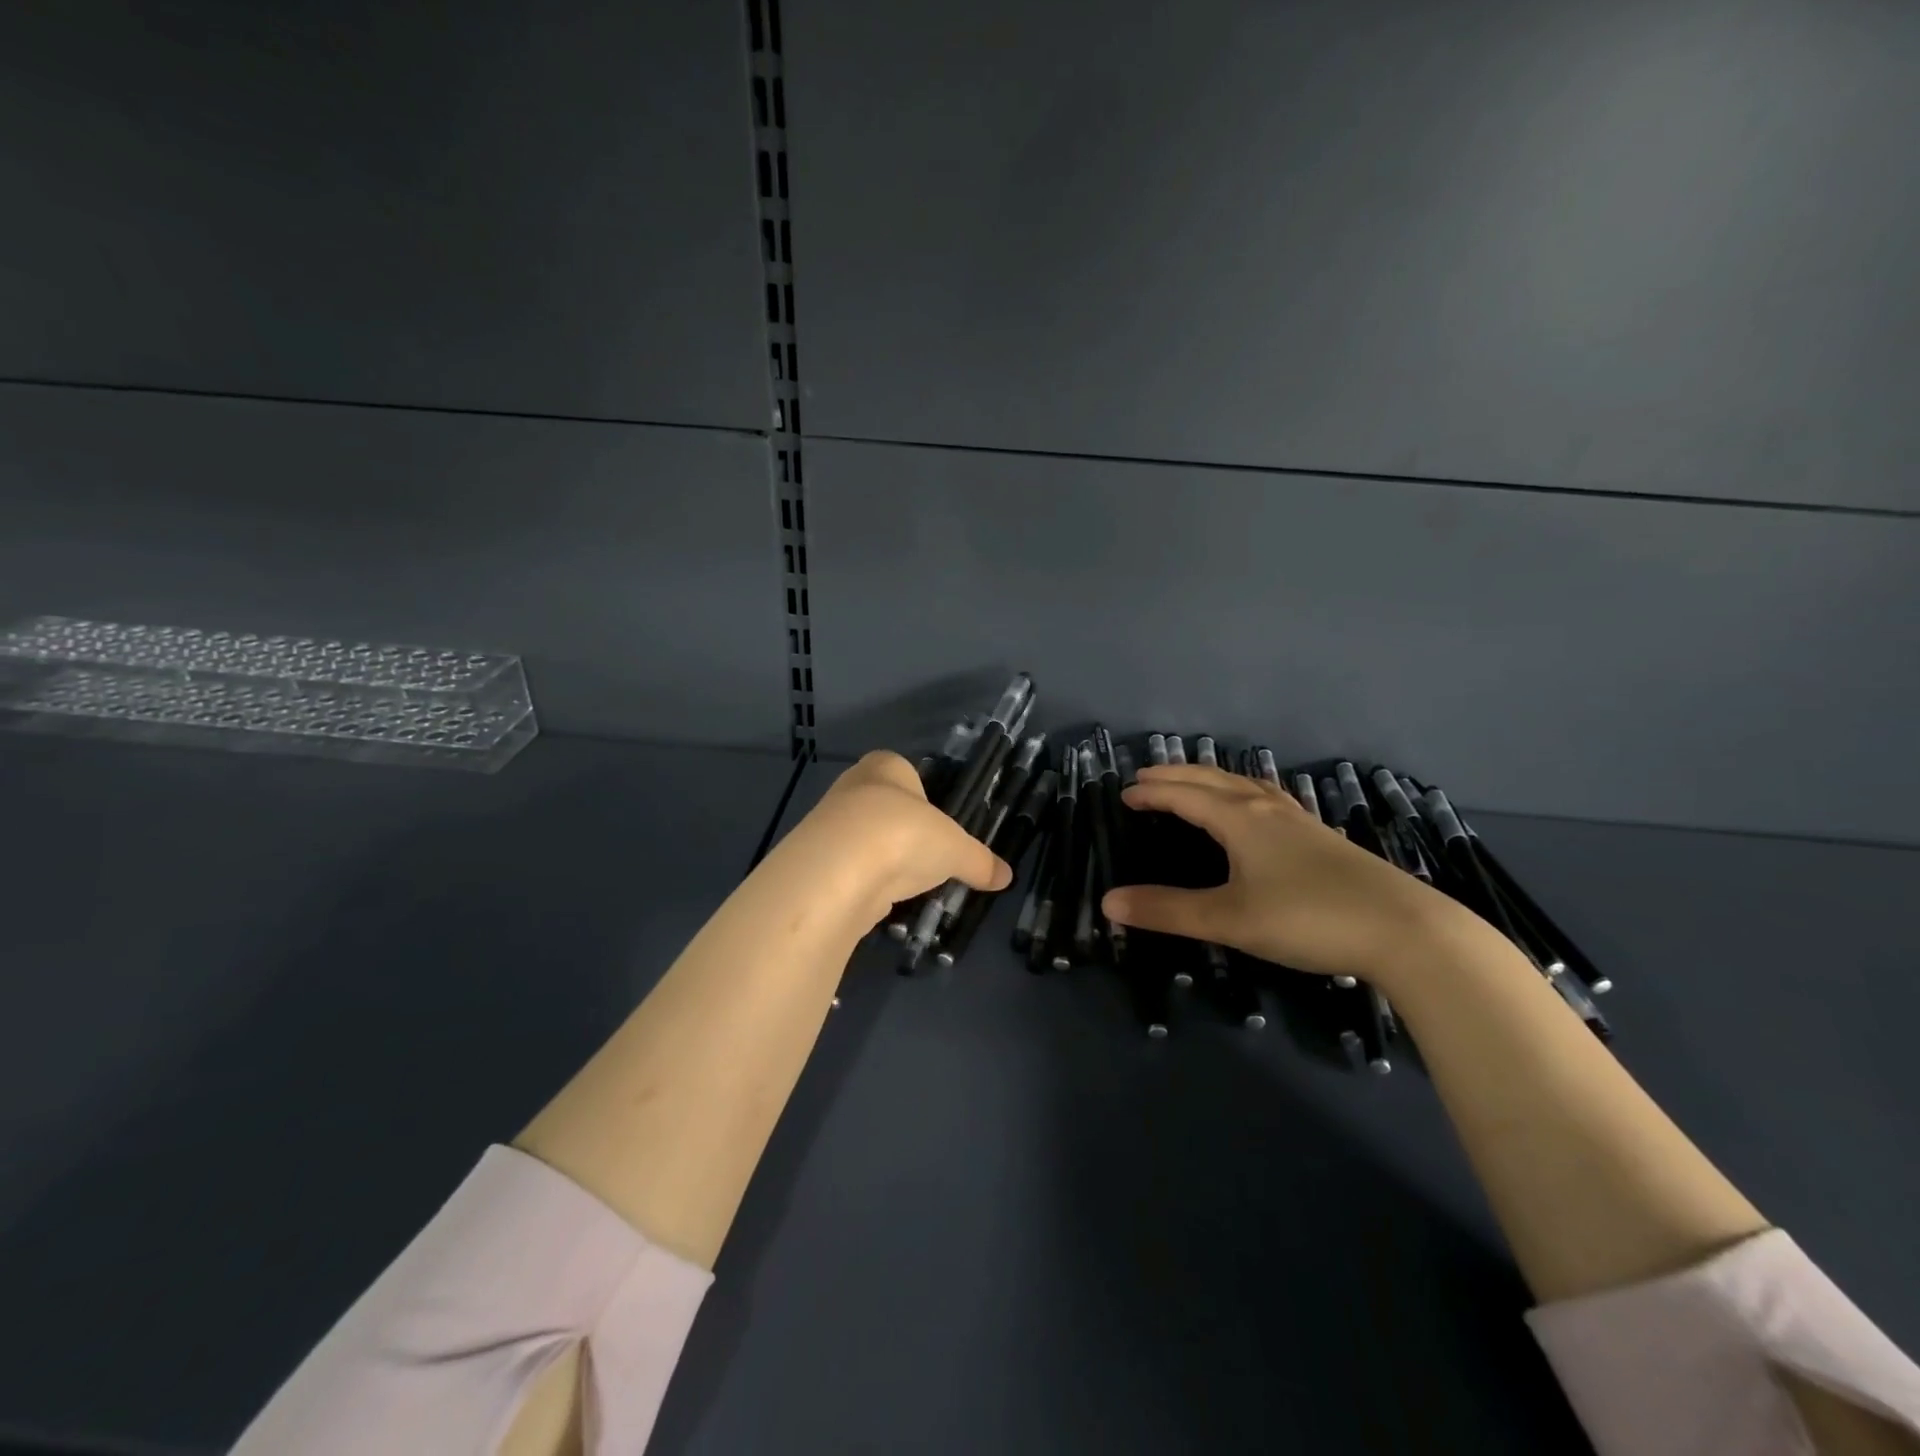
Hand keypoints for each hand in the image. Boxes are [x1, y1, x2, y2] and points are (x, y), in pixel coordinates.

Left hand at [778, 751, 1012, 925]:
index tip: (937, 827)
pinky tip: (877, 899)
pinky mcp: (814, 861)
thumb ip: (980, 861)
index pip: (905, 773)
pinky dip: (863, 883)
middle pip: (883, 807)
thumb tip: (1006, 876)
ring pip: (862, 839)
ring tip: (903, 884)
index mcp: (886, 766)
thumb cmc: (905, 835)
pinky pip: (846, 868)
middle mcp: (852, 786)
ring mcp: (827, 824)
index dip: (922, 799)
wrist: (839, 870)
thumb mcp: (956, 849)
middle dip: (902, 832)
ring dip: (881, 860)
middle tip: (925, 858)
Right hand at [1101, 764, 1456, 984]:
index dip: (1152, 792)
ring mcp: (1300, 822)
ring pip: (1246, 786)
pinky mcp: (1322, 839)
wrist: (1407, 931)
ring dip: (1212, 780)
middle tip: (1147, 777)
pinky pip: (1268, 800)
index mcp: (1241, 819)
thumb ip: (1168, 910)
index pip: (1185, 795)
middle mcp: (1268, 809)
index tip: (1124, 793)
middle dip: (1177, 776)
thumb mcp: (1230, 919)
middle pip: (1214, 780)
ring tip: (1194, 783)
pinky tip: (1255, 812)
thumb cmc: (1309, 918)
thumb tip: (1108, 902)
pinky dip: (1243, 794)